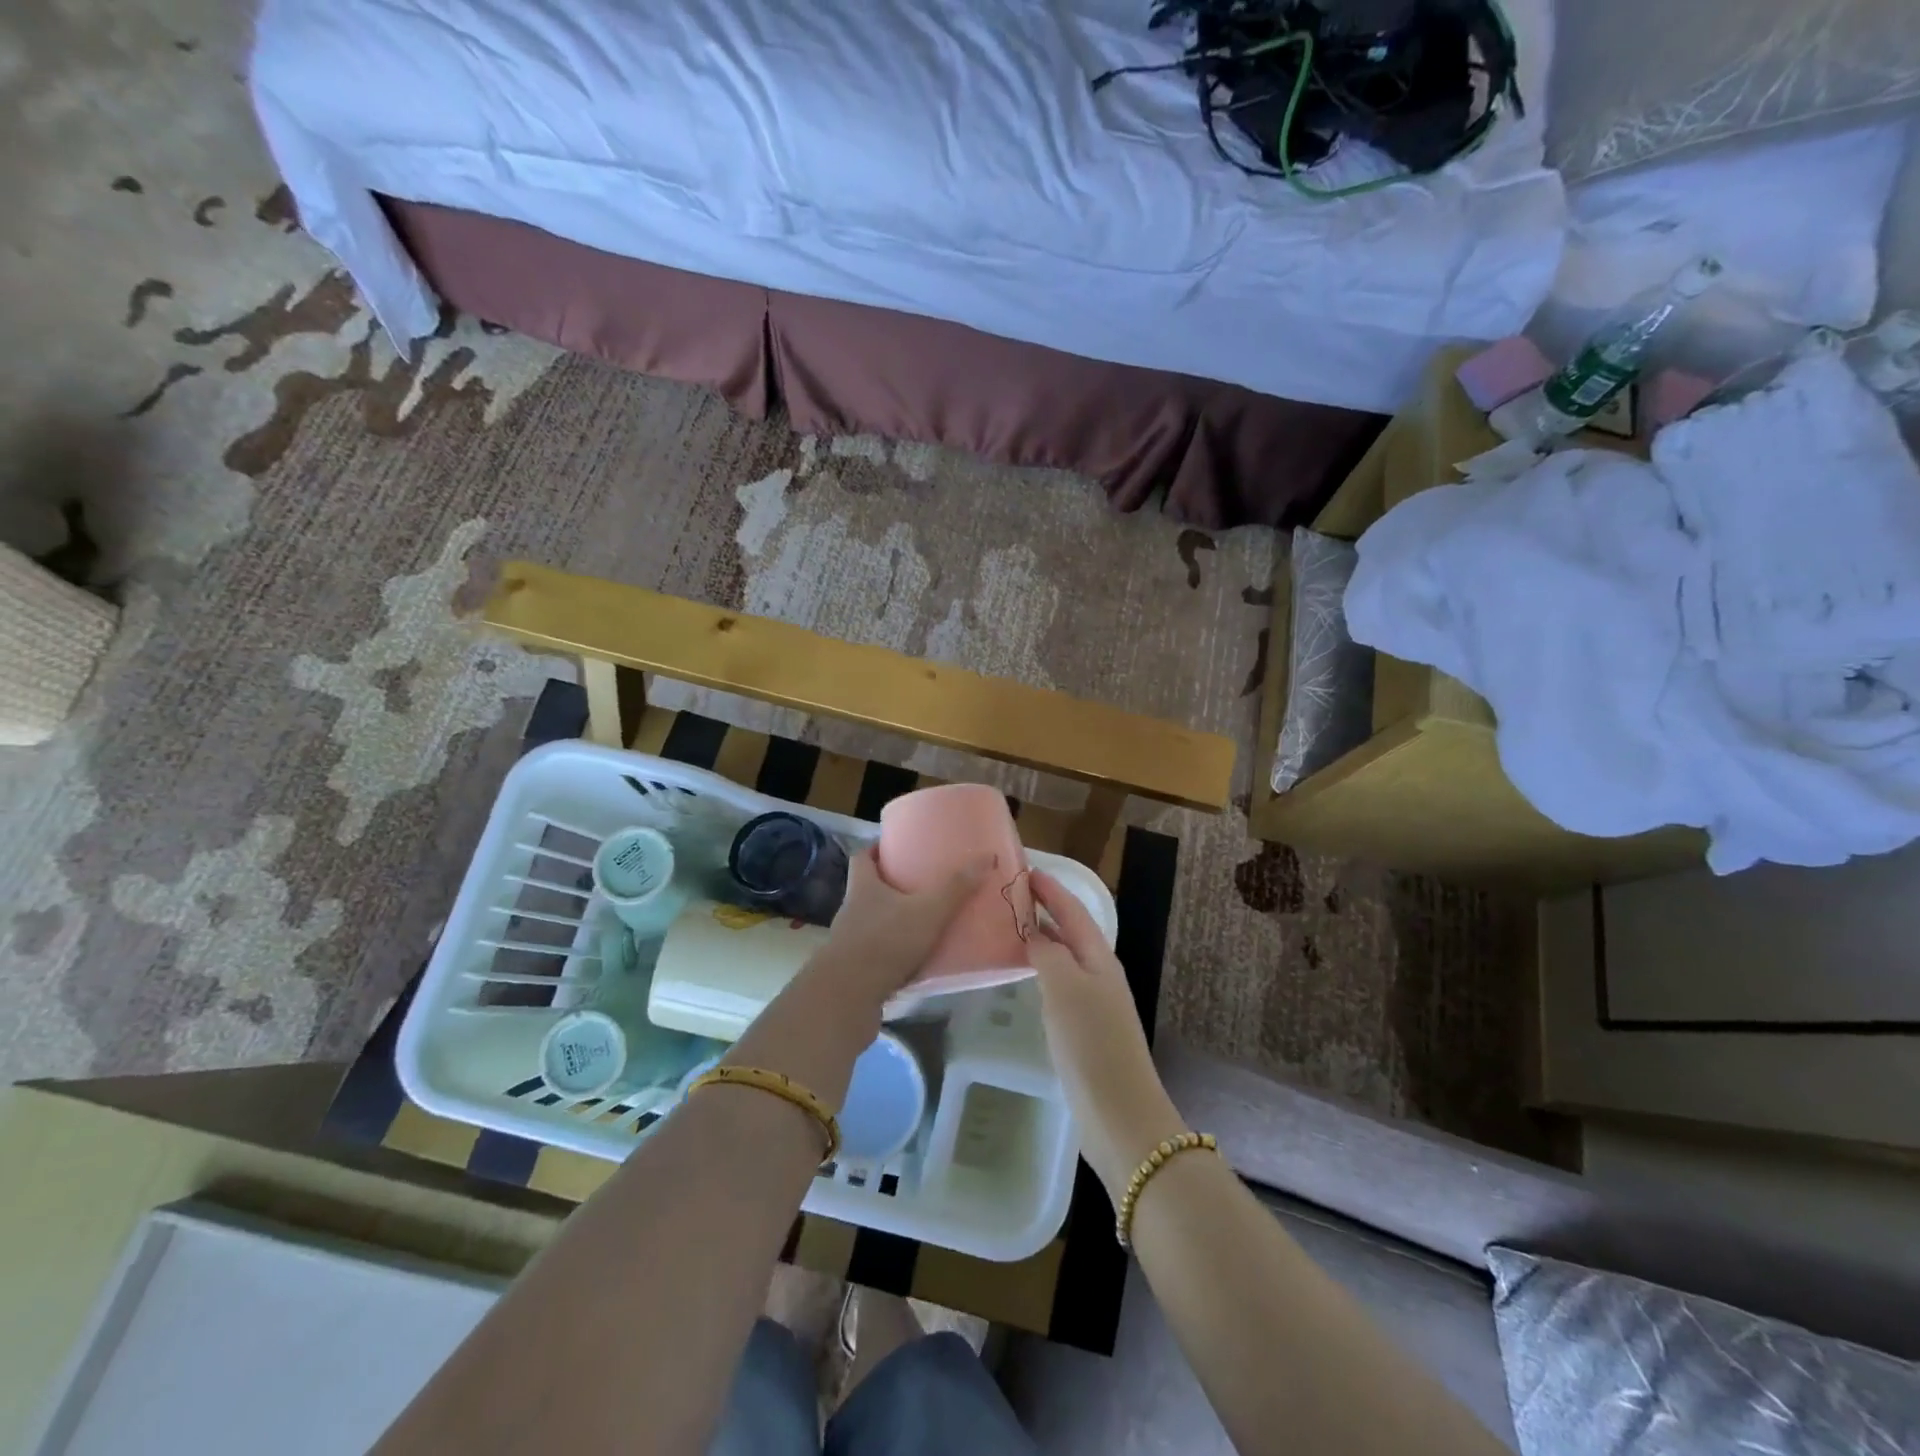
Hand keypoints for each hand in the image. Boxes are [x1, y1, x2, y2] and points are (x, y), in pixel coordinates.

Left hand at [813, 847, 987, 1014]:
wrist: (848, 995)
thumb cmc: (886, 941)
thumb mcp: (928, 911)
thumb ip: (956, 887)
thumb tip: (986, 857)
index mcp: (863, 887)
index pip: (862, 857)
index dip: (877, 850)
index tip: (896, 846)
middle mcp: (851, 910)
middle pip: (867, 889)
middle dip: (890, 886)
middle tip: (920, 885)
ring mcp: (849, 941)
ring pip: (871, 922)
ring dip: (892, 921)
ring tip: (922, 923)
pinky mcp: (853, 970)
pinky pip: (875, 953)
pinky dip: (892, 952)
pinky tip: (914, 960)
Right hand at [1029, 871, 1186, 1200]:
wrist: (1120, 1114)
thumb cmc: (1092, 1044)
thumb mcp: (1065, 989)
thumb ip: (1048, 953)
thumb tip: (1034, 933)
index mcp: (1098, 958)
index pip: (1072, 911)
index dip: (1050, 889)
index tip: (1024, 869)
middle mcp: (1099, 974)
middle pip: (1071, 931)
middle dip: (1046, 909)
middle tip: (1012, 894)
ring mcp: (1094, 1003)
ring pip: (1065, 957)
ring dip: (1043, 938)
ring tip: (1012, 927)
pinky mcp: (1085, 1030)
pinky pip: (1059, 983)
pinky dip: (1041, 968)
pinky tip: (1025, 976)